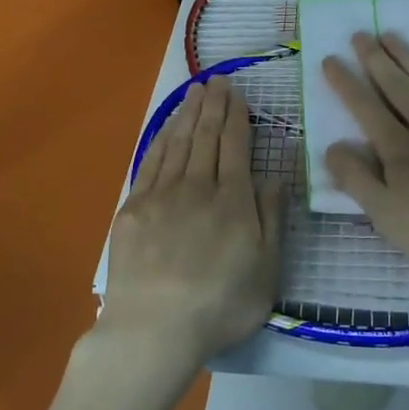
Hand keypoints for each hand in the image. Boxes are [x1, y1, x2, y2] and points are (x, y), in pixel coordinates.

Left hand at [99, 77, 280, 371]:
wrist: (154, 329)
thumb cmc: (220, 305)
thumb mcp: (267, 269)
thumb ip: (271, 218)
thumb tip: (274, 176)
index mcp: (233, 199)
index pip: (235, 145)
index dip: (237, 116)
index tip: (236, 93)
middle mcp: (197, 186)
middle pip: (206, 136)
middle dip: (213, 106)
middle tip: (217, 80)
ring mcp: (162, 195)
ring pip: (178, 143)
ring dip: (188, 114)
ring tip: (195, 92)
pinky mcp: (133, 208)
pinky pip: (151, 162)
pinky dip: (161, 139)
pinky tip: (167, 128)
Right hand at [322, 33, 408, 292]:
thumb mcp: (386, 216)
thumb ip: (356, 180)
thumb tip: (331, 145)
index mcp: (400, 151)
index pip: (366, 109)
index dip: (346, 84)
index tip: (330, 58)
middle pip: (397, 89)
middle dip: (375, 60)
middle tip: (360, 34)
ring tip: (391, 35)